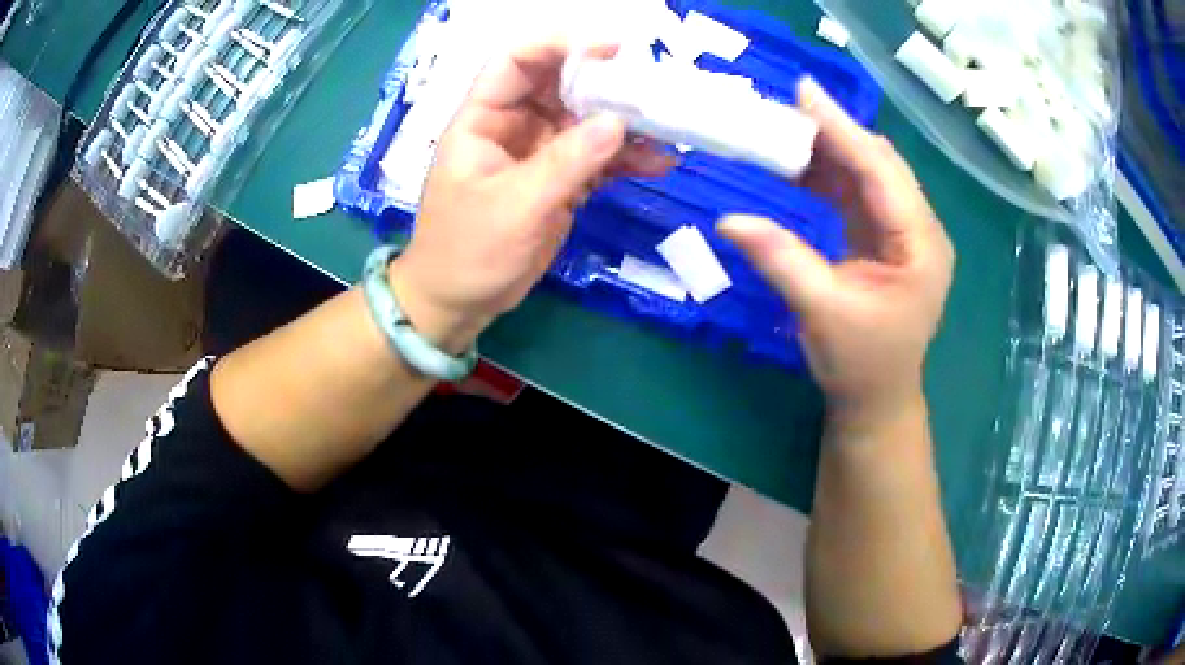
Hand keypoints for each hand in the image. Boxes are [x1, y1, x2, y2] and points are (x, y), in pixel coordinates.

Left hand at [390, 39, 675, 352]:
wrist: (460, 302)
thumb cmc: (467, 252)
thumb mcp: (514, 206)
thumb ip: (565, 163)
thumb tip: (618, 123)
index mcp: (483, 119)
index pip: (516, 61)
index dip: (559, 44)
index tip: (610, 47)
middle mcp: (513, 125)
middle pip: (560, 84)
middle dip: (605, 81)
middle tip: (652, 88)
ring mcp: (539, 152)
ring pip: (586, 120)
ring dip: (625, 121)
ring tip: (666, 127)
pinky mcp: (560, 180)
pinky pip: (597, 158)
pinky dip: (626, 158)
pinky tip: (658, 162)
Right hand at [718, 78, 953, 416]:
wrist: (876, 398)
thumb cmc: (861, 363)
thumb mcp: (821, 312)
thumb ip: (781, 260)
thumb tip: (727, 220)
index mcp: (920, 245)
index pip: (881, 173)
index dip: (842, 130)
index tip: (804, 92)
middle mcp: (919, 229)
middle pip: (879, 164)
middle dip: (835, 132)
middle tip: (787, 106)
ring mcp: (904, 232)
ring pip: (868, 173)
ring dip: (829, 150)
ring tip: (786, 128)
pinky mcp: (885, 237)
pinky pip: (857, 192)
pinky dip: (828, 174)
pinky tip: (799, 163)